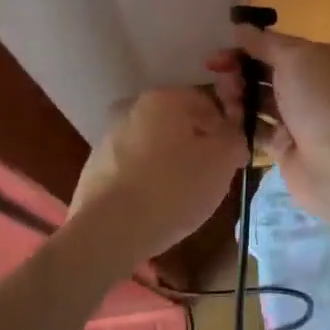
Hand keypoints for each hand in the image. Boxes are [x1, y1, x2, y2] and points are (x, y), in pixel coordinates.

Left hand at [68, 87, 245, 261]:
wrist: (108, 231)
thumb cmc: (172, 188)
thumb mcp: (221, 162)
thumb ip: (235, 139)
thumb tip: (232, 136)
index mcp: (164, 98)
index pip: (207, 103)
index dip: (226, 131)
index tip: (232, 160)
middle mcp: (132, 108)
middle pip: (178, 124)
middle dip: (197, 147)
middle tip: (211, 180)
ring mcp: (108, 137)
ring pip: (154, 146)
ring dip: (171, 164)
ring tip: (183, 198)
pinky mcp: (94, 168)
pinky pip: (133, 169)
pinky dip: (147, 181)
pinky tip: (155, 207)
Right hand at [207, 28, 329, 219]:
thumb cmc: (320, 100)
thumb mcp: (294, 58)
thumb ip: (264, 42)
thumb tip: (240, 28)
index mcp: (323, 58)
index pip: (279, 45)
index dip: (248, 45)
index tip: (219, 51)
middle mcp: (313, 85)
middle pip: (267, 71)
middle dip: (239, 70)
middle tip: (216, 74)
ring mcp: (299, 117)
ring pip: (259, 99)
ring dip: (238, 95)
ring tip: (224, 99)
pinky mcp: (285, 144)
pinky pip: (257, 127)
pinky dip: (241, 122)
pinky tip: (225, 118)